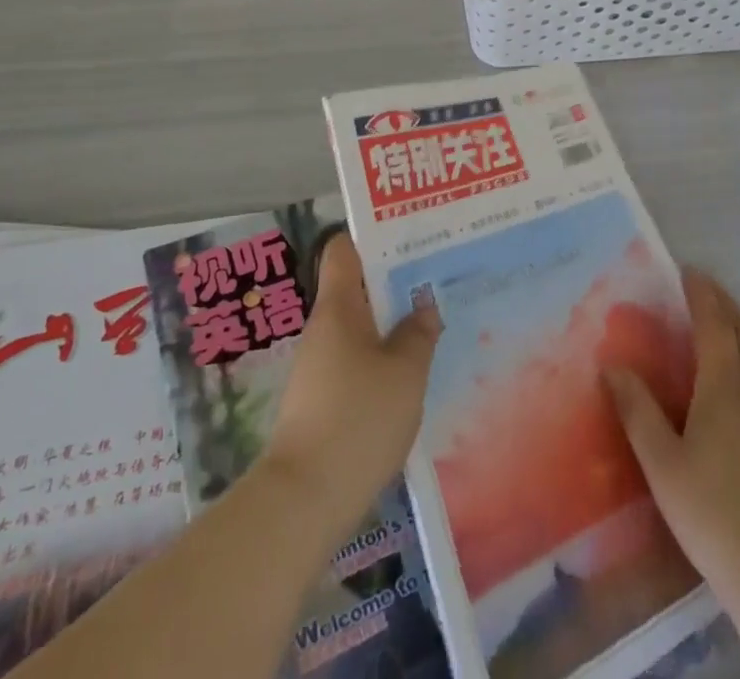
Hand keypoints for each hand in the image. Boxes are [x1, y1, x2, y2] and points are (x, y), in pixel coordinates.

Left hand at [264, 234, 441, 523]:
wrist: (304, 500)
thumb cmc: (358, 419)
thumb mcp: (405, 373)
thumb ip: (418, 334)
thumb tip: (423, 309)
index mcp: (338, 307)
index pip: (343, 249)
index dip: (372, 239)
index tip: (408, 240)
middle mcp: (323, 329)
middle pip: (356, 288)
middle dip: (393, 286)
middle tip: (435, 284)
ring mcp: (318, 367)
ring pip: (359, 329)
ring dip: (390, 327)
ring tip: (431, 329)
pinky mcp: (320, 401)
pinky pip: (355, 363)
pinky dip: (380, 362)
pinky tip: (409, 380)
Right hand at [605, 271, 739, 620]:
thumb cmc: (711, 514)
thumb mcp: (661, 464)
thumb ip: (636, 409)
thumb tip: (611, 364)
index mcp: (724, 389)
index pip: (715, 325)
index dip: (702, 294)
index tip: (688, 271)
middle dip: (724, 301)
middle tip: (704, 285)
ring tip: (732, 313)